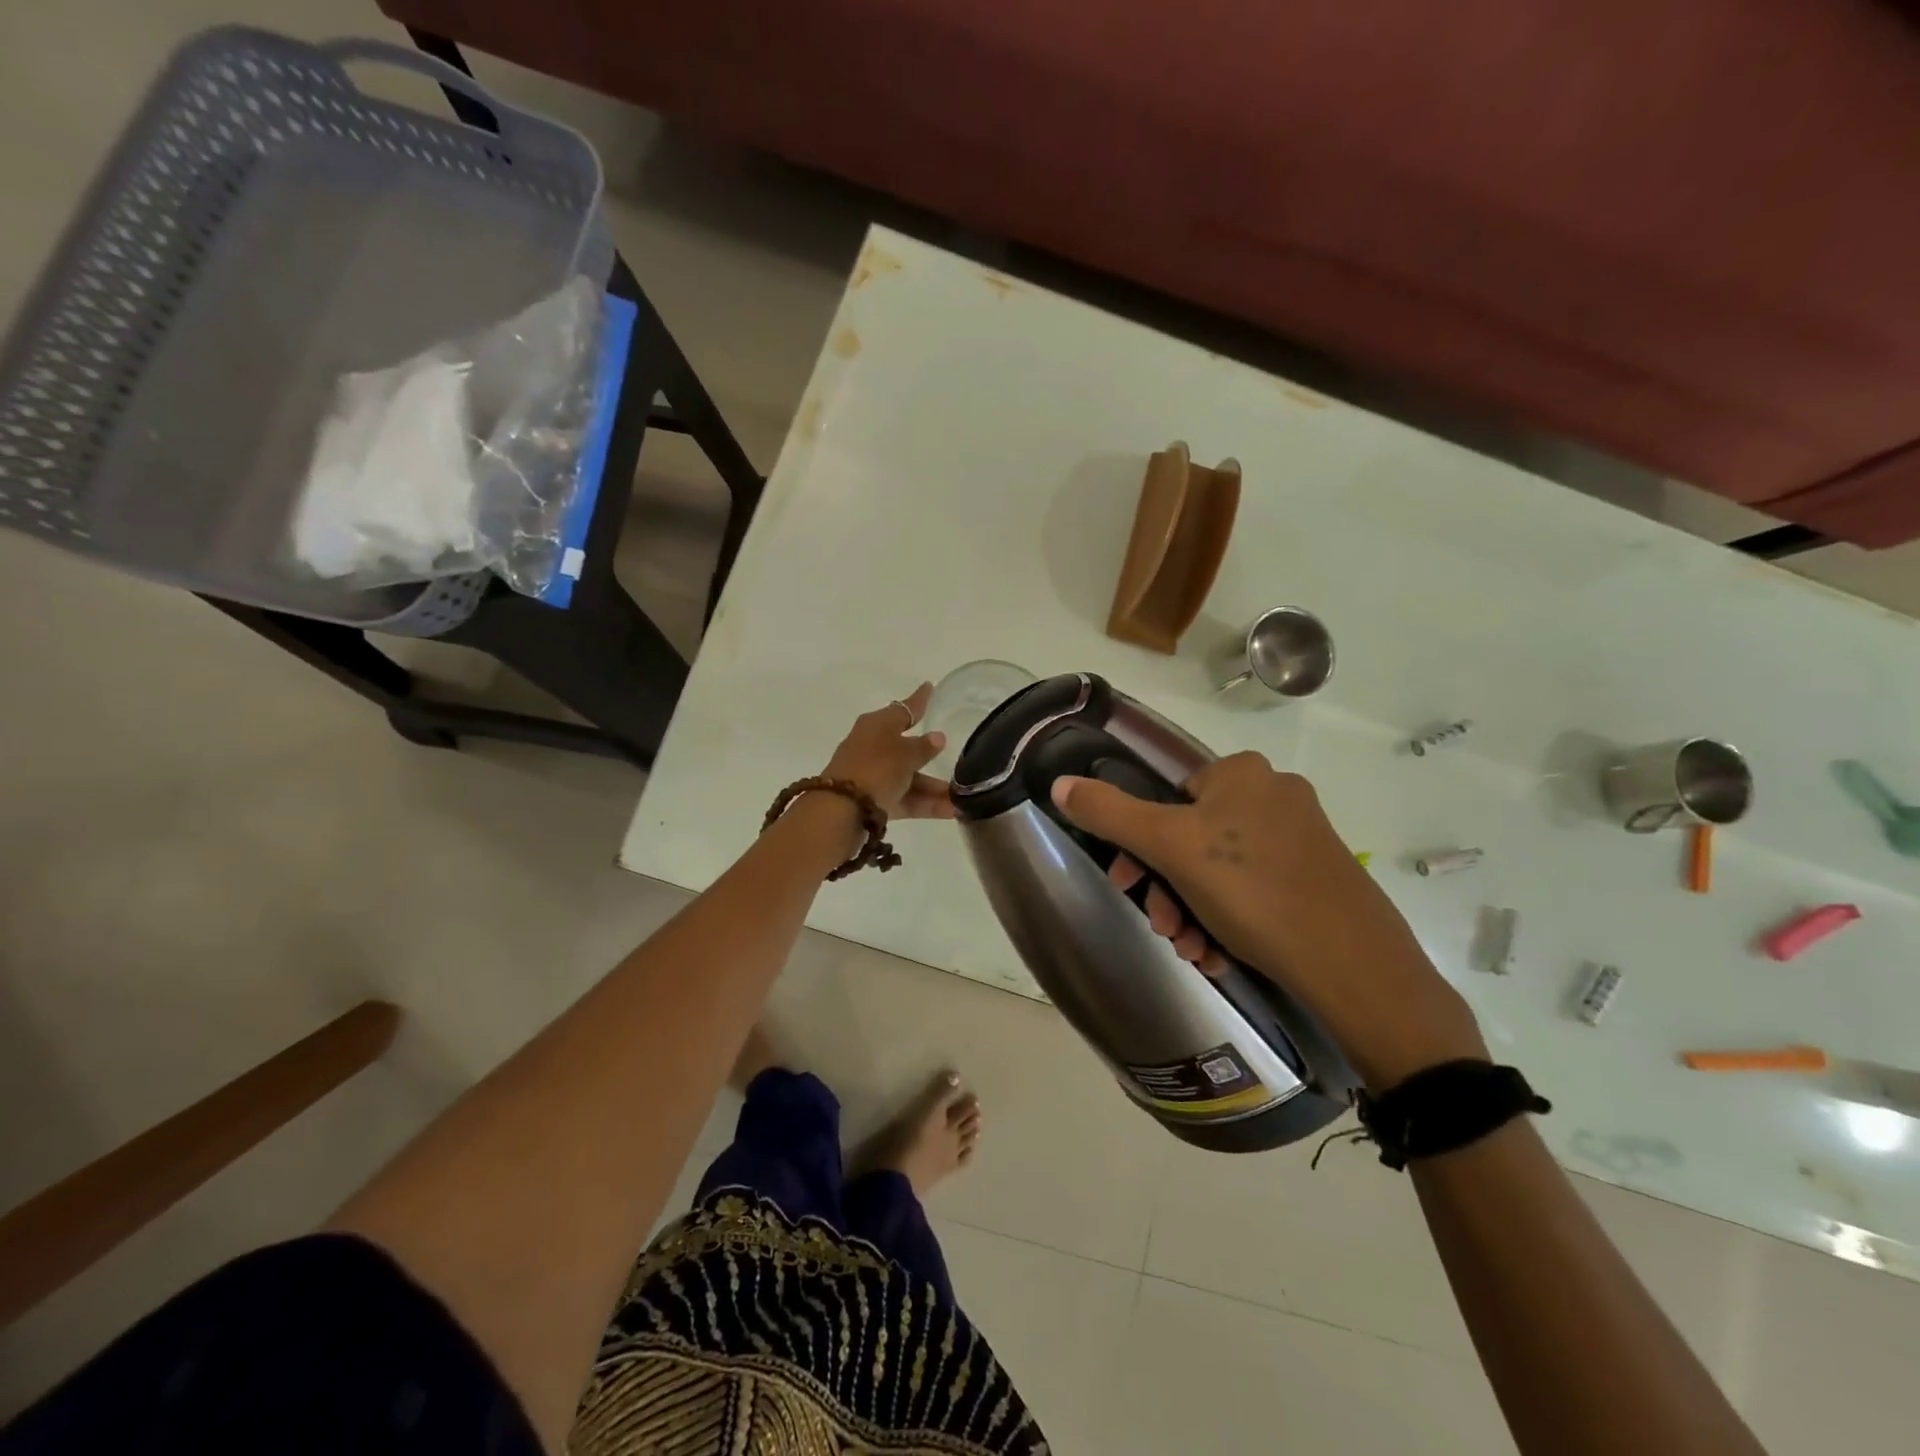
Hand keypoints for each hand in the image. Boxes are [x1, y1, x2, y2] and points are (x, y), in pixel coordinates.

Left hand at [821, 682, 956, 821]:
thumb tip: (938, 737)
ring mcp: (872, 774)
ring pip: (909, 777)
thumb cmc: (876, 768)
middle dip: (931, 758)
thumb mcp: (905, 754)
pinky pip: (904, 798)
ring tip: (963, 798)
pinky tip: (950, 811)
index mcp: (877, 724)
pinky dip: (925, 803)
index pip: (904, 708)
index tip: (929, 686)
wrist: (842, 809)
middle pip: (907, 748)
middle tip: (957, 757)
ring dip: (934, 787)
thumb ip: (924, 747)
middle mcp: (873, 746)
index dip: (919, 700)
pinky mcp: (873, 800)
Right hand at [1051, 752, 1485, 1087]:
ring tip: (1192, 950)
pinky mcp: (1318, 876)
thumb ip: (1110, 812)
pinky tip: (1219, 955)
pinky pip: (1253, 889)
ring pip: (1219, 870)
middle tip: (1162, 928)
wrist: (1355, 967)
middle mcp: (1274, 794)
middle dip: (1166, 888)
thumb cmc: (1253, 890)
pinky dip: (1227, 919)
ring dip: (1192, 911)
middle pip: (1190, 838)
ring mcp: (1301, 836)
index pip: (1166, 798)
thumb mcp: (1169, 847)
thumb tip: (1060, 784)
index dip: (1138, 846)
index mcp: (1241, 773)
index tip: (1127, 886)